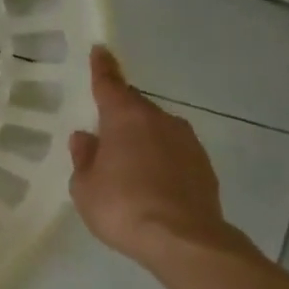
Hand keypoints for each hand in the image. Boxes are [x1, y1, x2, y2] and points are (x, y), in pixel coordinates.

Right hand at [69, 46, 253, 269]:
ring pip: (157, 131)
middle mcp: (160, 121)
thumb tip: (86, 138)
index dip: (103, 68)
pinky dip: (159, 161)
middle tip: (104, 134)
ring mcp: (187, 142)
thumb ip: (84, 158)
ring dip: (141, 141)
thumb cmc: (122, 207)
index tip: (101, 50)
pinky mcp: (203, 166)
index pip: (110, 84)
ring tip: (126, 166)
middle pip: (135, 109)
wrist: (182, 239)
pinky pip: (173, 154)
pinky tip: (149, 184)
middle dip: (120, 117)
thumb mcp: (85, 187)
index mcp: (126, 118)